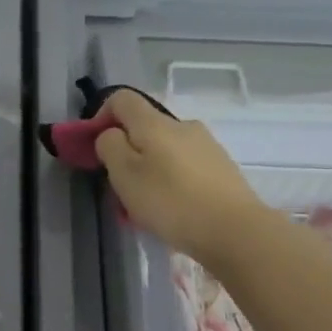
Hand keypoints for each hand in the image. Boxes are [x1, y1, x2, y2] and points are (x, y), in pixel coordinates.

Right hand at [94, 89, 273, 263]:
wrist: (236, 231)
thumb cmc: (171, 202)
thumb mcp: (125, 175)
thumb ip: (110, 147)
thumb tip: (111, 134)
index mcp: (155, 123)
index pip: (122, 99)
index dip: (101, 115)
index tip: (95, 147)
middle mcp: (183, 125)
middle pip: (145, 126)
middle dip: (127, 150)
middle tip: (120, 185)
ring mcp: (207, 146)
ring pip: (166, 149)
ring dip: (150, 168)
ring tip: (147, 203)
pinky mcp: (222, 168)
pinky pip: (185, 166)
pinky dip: (172, 180)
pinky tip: (174, 209)